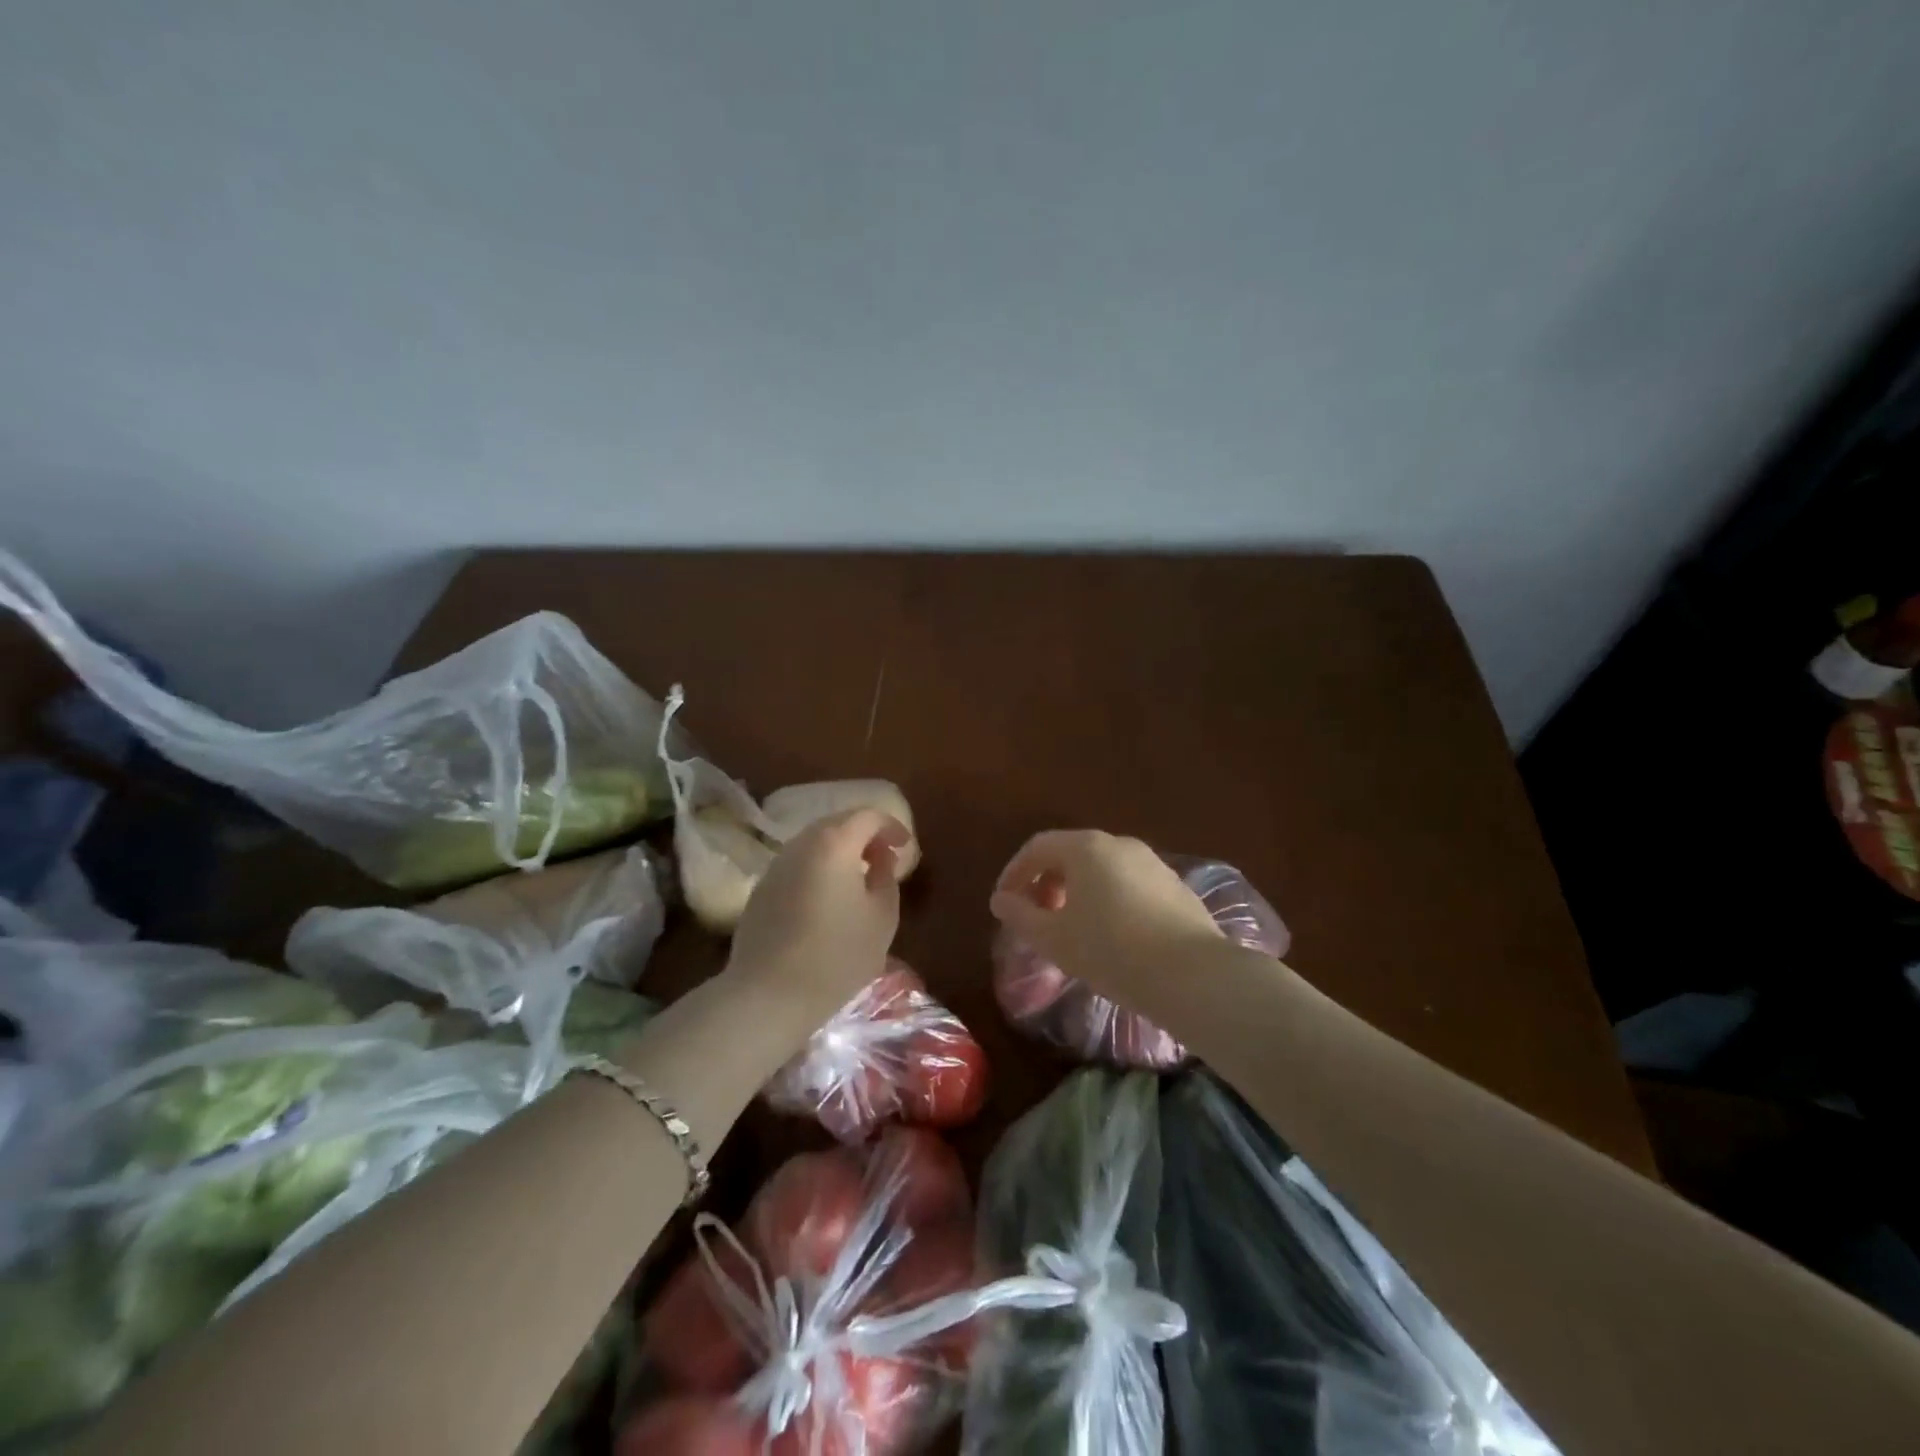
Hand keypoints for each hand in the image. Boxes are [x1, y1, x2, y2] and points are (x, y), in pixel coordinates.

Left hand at [726, 808, 910, 1028]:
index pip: (868, 816)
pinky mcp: (761, 890)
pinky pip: (797, 865)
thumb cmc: (838, 955)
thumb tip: (881, 857)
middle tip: (884, 858)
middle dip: (864, 835)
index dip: (891, 826)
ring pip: (814, 843)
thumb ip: (886, 876)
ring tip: (858, 878)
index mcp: (834, 843)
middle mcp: (801, 844)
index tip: (905, 847)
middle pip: (838, 823)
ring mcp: (776, 866)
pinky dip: (819, 869)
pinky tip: (828, 899)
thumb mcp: (882, 917)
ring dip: (840, 852)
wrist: (769, 995)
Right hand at [989, 830, 1225, 1003]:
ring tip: (1072, 929)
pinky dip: (1107, 900)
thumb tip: (1001, 900)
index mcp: (1086, 847)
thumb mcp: (1053, 938)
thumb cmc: (1110, 950)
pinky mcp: (1175, 887)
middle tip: (1038, 917)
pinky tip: (1111, 936)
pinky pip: (1128, 885)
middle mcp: (1120, 844)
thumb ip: (1020, 915)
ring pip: (1102, 869)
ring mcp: (1153, 863)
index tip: (1004, 903)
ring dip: (1077, 892)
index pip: (1038, 847)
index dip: (1014, 873)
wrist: (1192, 975)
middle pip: (1071, 854)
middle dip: (1046, 883)